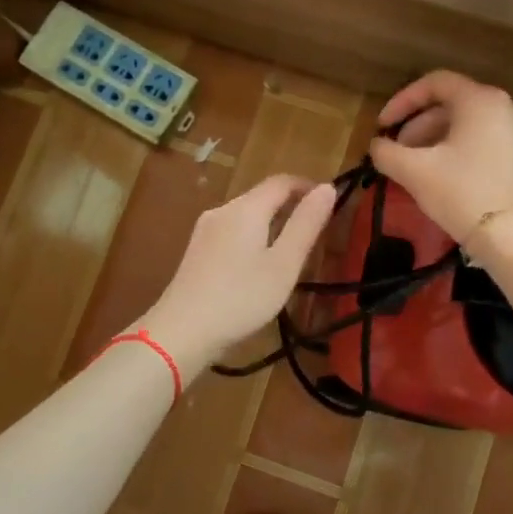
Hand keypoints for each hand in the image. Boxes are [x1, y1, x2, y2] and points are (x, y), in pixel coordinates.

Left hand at [141, 174, 336, 372]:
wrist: (182, 331)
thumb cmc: (241, 298)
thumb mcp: (284, 264)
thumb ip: (306, 224)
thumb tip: (327, 188)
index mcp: (246, 208)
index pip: (282, 182)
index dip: (308, 187)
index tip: (330, 204)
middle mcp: (222, 210)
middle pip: (261, 197)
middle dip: (290, 207)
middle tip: (315, 233)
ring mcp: (205, 230)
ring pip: (246, 216)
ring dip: (271, 224)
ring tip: (291, 252)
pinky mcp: (196, 251)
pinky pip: (232, 232)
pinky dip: (252, 238)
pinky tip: (258, 266)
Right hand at [368, 71, 512, 246]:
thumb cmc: (462, 193)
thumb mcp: (414, 171)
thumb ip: (386, 152)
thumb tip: (377, 146)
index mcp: (481, 100)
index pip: (434, 83)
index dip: (402, 102)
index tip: (383, 126)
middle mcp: (507, 106)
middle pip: (453, 104)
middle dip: (419, 126)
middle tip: (398, 152)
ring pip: (470, 124)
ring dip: (438, 139)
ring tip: (418, 166)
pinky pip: (487, 141)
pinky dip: (462, 150)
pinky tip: (445, 175)